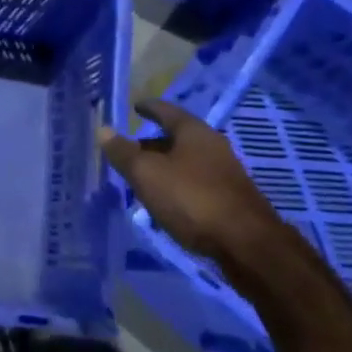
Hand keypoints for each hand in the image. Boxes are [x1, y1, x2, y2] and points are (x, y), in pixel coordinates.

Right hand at [98, 98, 284, 263]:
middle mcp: (213, 146)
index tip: (136, 106)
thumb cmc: (192, 198)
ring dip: (166, 166)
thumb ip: (123, 152)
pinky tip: (167, 200)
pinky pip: (196, 183)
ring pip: (187, 162)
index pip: (166, 111)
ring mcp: (225, 174)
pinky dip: (178, 185)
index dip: (149, 108)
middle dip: (153, 143)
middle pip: (178, 138)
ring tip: (143, 177)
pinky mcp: (231, 199)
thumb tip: (103, 130)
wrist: (248, 245)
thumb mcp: (146, 174)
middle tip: (130, 150)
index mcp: (194, 132)